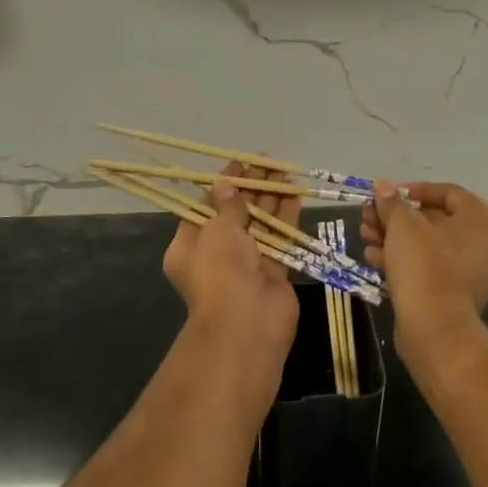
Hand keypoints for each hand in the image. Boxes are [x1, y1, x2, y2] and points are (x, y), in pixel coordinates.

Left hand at [163, 163, 299, 383]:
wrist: (247, 323)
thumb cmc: (221, 271)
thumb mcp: (218, 230)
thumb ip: (227, 206)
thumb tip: (226, 184)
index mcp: (190, 245)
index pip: (205, 207)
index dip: (223, 184)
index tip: (240, 163)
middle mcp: (216, 253)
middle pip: (235, 213)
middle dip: (251, 188)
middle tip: (268, 163)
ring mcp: (246, 263)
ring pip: (260, 224)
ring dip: (271, 199)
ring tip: (285, 172)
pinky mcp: (273, 271)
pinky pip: (279, 239)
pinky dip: (287, 218)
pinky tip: (296, 195)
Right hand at [361, 180, 487, 365]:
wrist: (435, 330)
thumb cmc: (425, 266)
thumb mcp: (403, 226)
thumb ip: (392, 201)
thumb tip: (382, 184)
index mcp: (485, 219)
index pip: (447, 192)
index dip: (411, 190)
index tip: (384, 195)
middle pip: (436, 218)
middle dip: (397, 217)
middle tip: (368, 216)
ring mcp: (477, 270)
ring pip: (430, 244)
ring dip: (396, 238)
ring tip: (366, 237)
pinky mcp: (460, 293)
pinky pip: (433, 266)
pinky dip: (407, 260)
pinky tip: (375, 259)